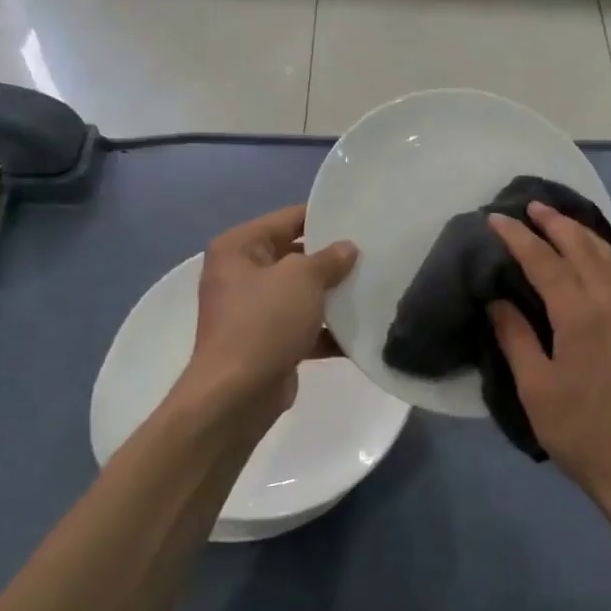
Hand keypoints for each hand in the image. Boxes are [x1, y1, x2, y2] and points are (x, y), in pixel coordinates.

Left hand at [182, 205, 358, 422]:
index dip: (323, 217)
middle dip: (331, 258)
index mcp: (239, 247)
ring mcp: (253, 310)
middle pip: (295, 255)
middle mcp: (241, 273)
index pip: (288, 219)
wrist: (237, 394)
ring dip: (332, 295)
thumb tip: (347, 248)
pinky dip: (327, 330)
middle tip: (372, 253)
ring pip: (301, 293)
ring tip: (373, 287)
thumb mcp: (302, 278)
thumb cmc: (264, 322)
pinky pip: (303, 326)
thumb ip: (329, 258)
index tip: (360, 218)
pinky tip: (361, 330)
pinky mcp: (267, 341)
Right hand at [487, 204, 610, 516]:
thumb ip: (515, 336)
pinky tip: (589, 255)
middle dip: (553, 222)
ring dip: (579, 232)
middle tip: (527, 207)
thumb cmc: (582, 432)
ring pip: (607, 254)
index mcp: (582, 314)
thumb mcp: (536, 388)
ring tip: (555, 220)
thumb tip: (497, 298)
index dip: (518, 237)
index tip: (496, 218)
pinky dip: (600, 251)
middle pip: (581, 246)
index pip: (545, 260)